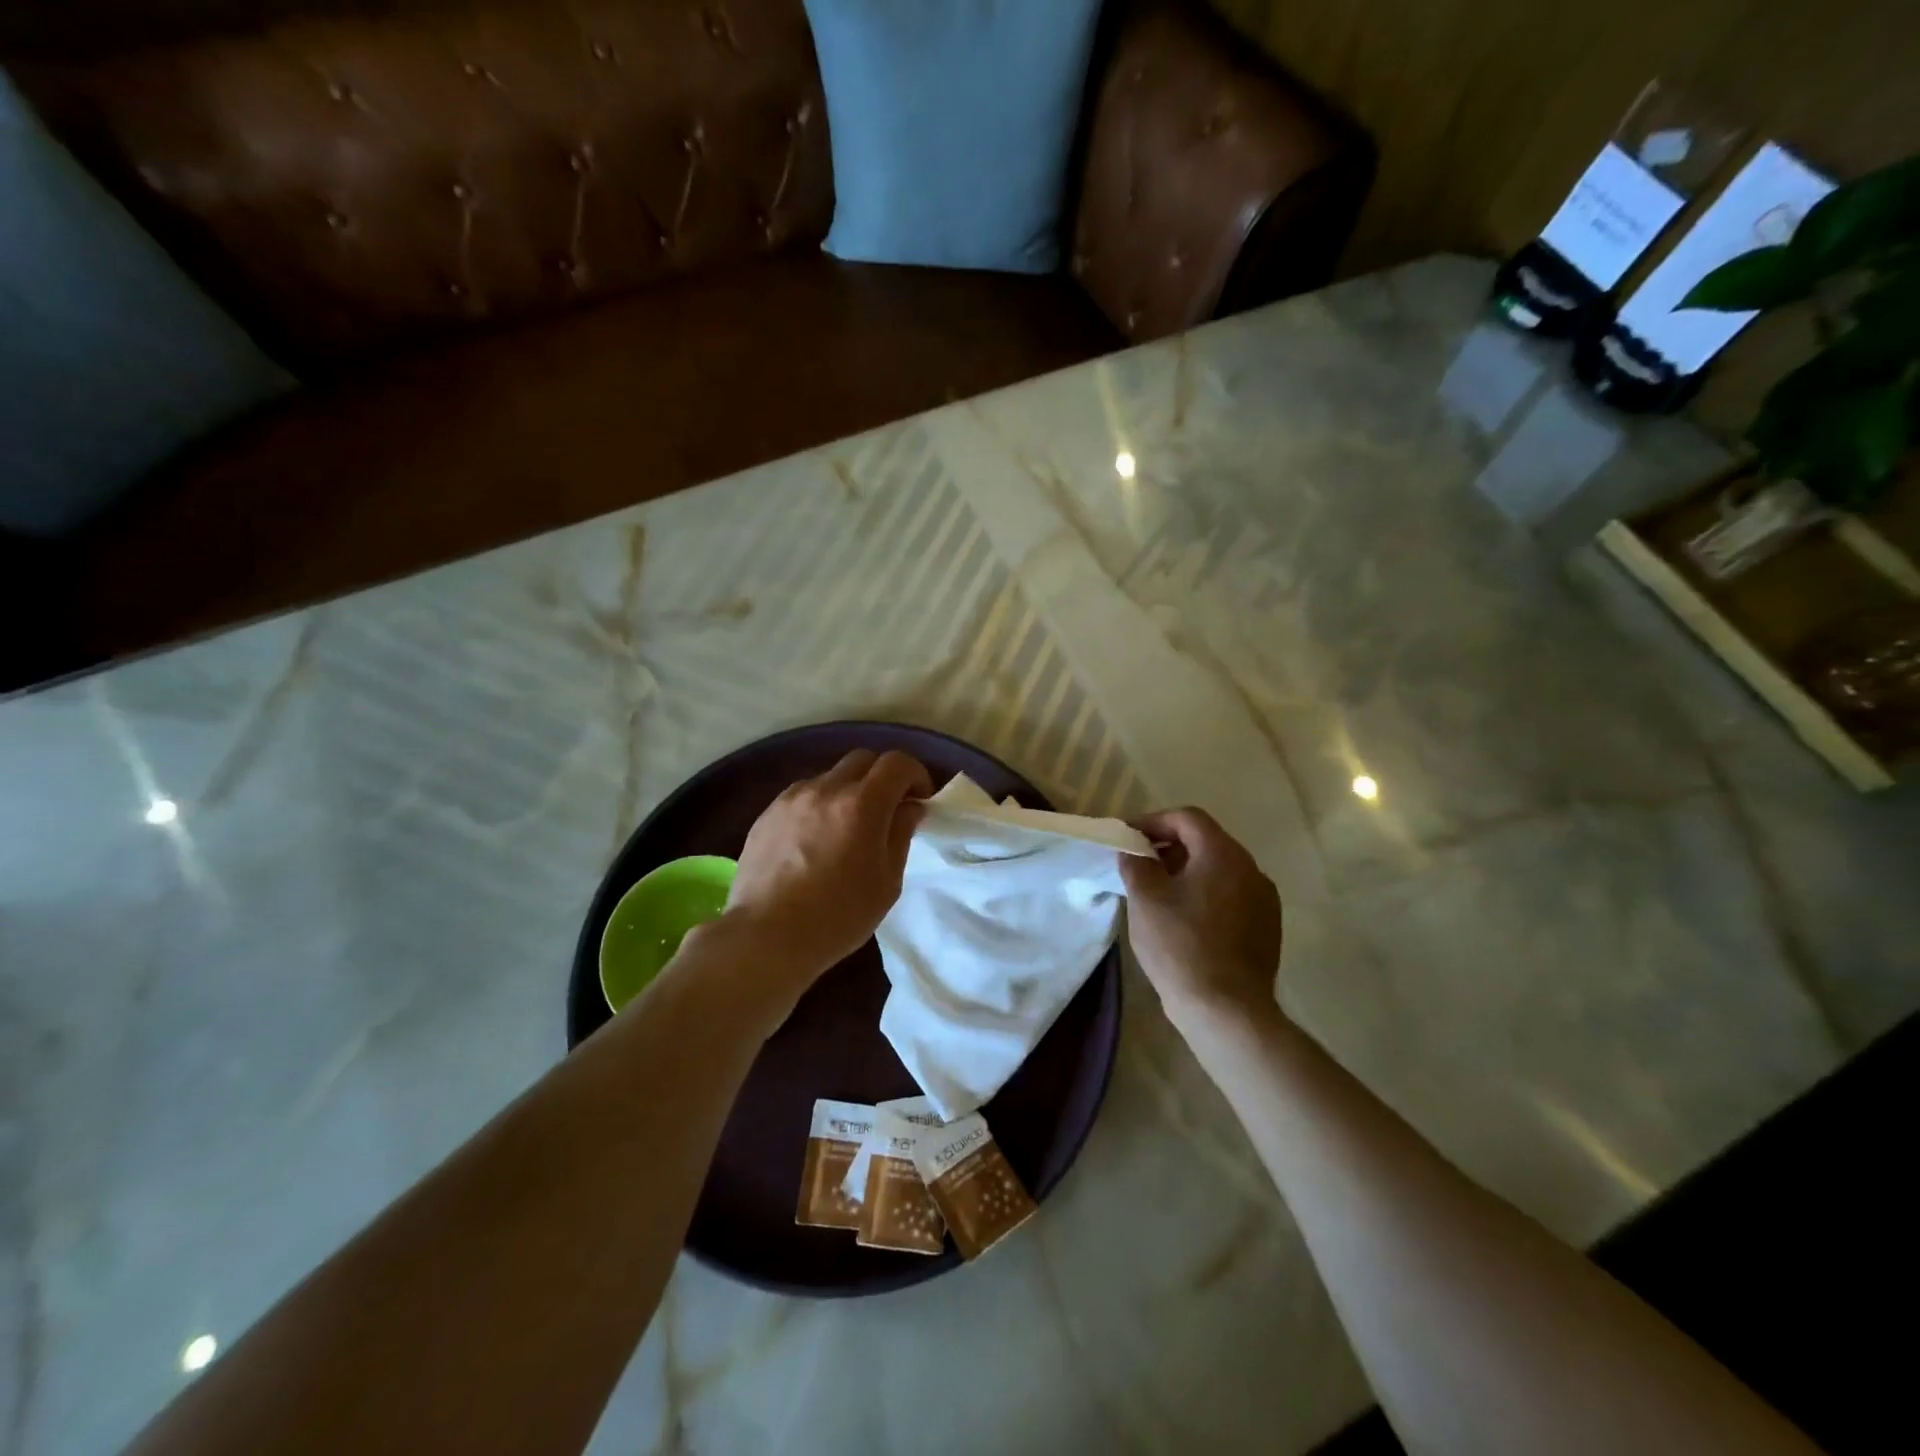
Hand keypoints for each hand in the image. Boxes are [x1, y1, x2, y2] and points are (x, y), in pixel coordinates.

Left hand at [722, 748, 932, 983]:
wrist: (766, 937)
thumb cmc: (837, 917)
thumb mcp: (886, 882)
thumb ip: (901, 835)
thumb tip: (910, 808)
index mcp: (861, 804)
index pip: (897, 763)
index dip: (915, 774)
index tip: (920, 799)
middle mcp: (826, 789)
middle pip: (863, 759)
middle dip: (882, 776)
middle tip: (889, 808)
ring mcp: (791, 798)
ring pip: (830, 776)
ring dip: (849, 790)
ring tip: (848, 826)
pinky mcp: (767, 812)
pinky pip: (803, 794)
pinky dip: (819, 804)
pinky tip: (815, 839)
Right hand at [1119, 808, 1282, 1032]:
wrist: (1227, 1010)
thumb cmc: (1180, 946)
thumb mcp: (1146, 899)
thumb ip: (1136, 864)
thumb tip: (1133, 851)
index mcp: (1223, 854)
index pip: (1188, 818)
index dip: (1154, 821)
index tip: (1129, 838)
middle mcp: (1251, 869)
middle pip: (1206, 841)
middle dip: (1170, 846)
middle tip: (1139, 864)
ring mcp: (1264, 900)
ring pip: (1220, 870)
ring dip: (1188, 871)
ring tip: (1158, 893)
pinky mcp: (1266, 927)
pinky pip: (1232, 896)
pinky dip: (1206, 894)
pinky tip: (1185, 919)